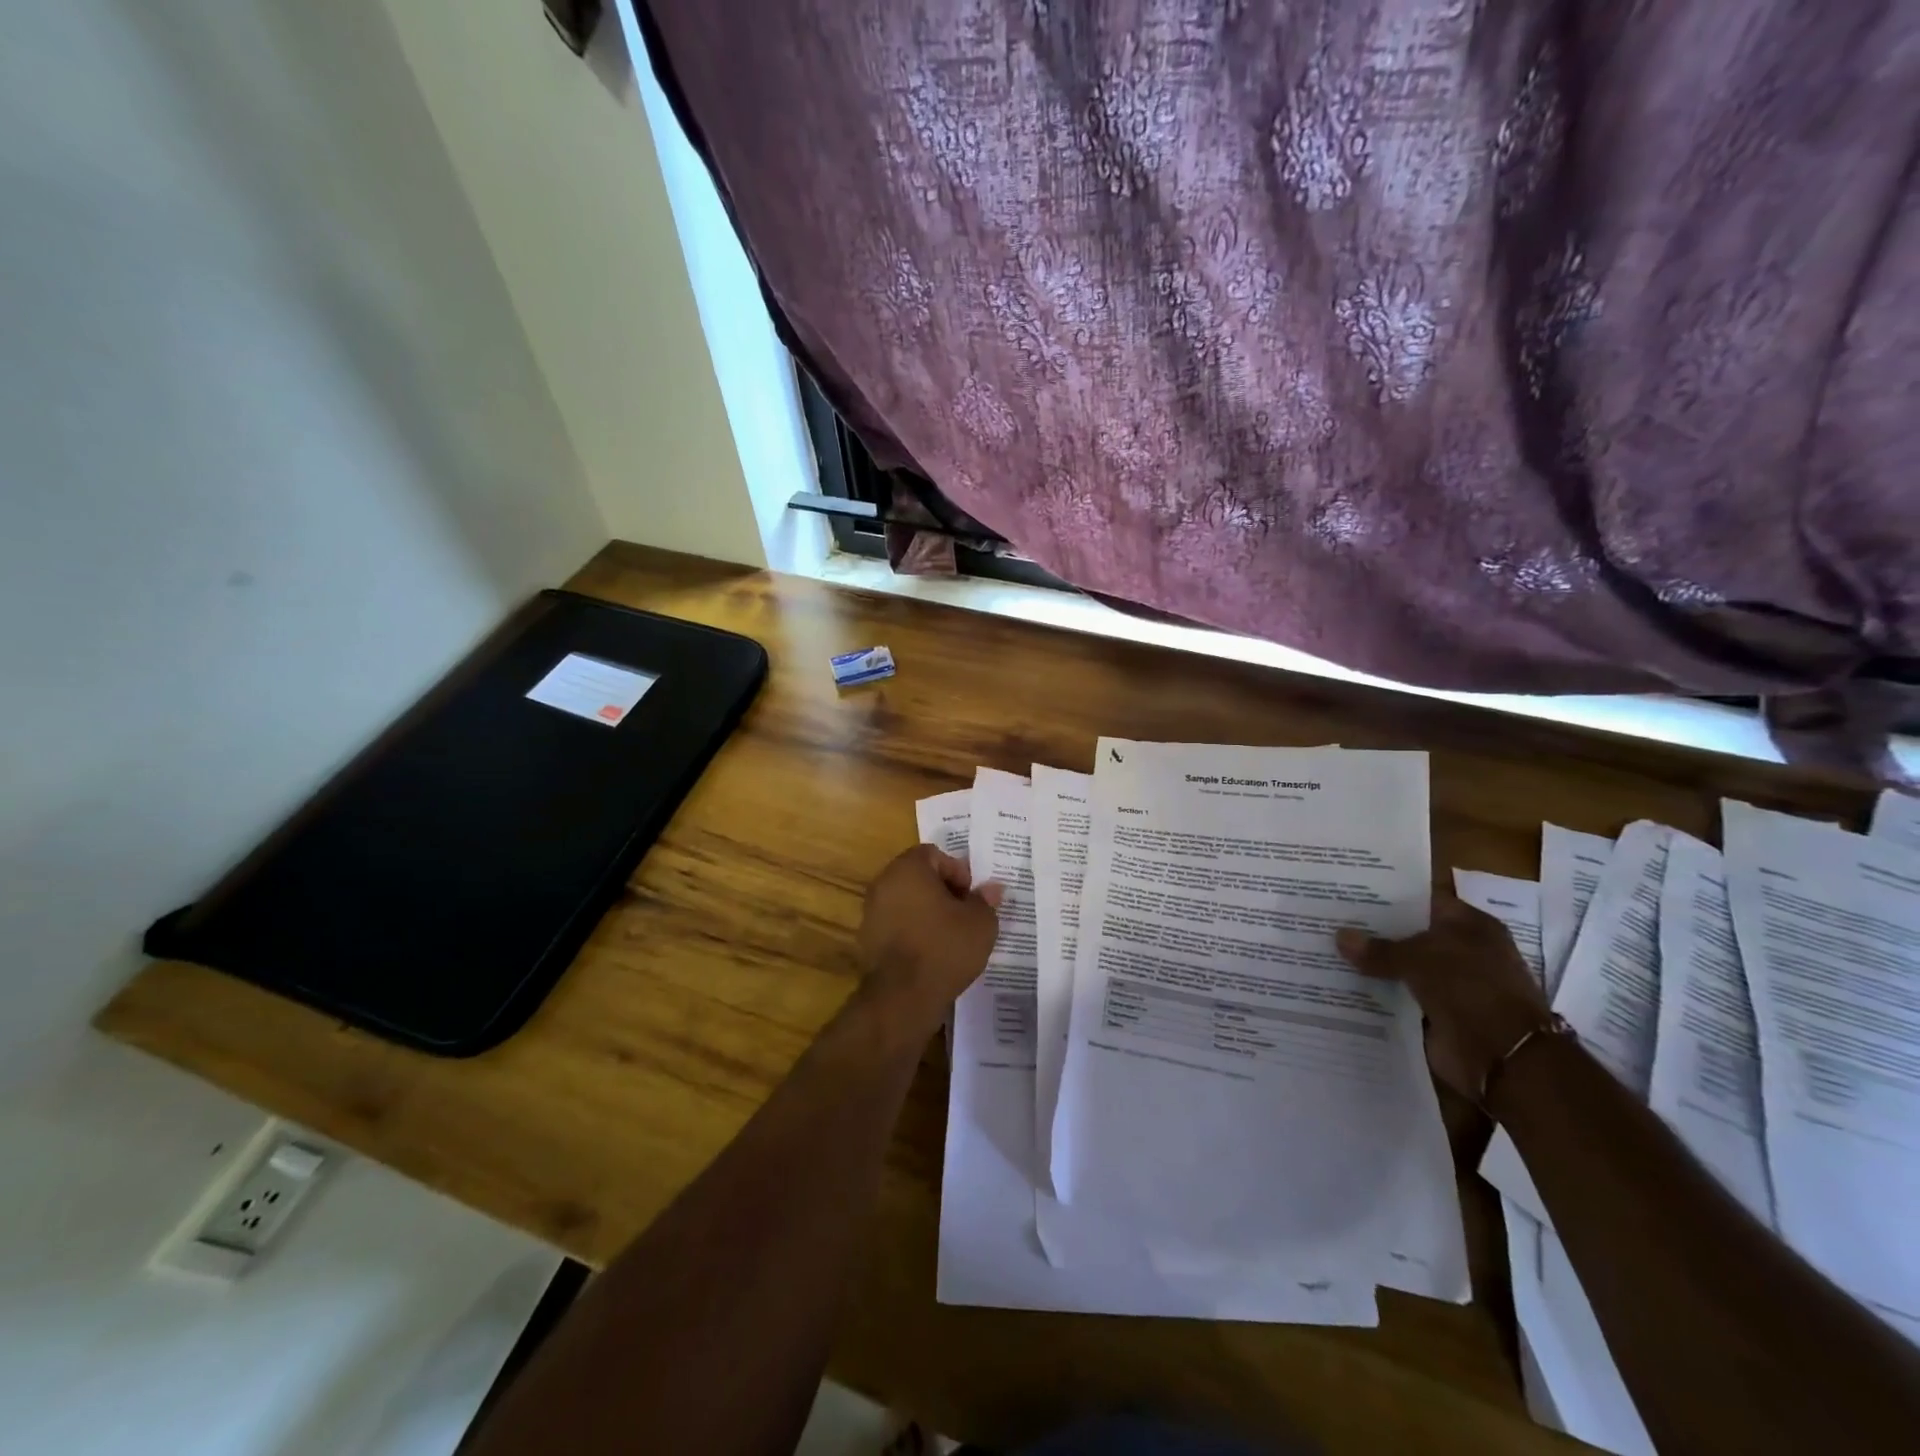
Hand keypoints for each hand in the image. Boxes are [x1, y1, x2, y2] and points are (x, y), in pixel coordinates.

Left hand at [855, 845, 1003, 1036]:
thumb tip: (992, 888)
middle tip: (965, 913)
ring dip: (927, 911)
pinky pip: (897, 923)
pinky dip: (913, 930)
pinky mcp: (868, 939)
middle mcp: (883, 883)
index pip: (934, 854)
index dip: (957, 871)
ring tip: (951, 934)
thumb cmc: (945, 947)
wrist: (903, 996)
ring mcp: (871, 911)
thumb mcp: (980, 922)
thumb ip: (985, 900)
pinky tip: (932, 951)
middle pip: (918, 876)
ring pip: (906, 900)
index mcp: (908, 868)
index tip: (971, 896)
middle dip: (943, 890)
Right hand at [1336, 895, 1551, 1098]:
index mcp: (1470, 925)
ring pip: (1403, 967)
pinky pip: (1401, 997)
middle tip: (1329, 920)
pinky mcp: (1439, 1014)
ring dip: (1374, 965)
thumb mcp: (1419, 958)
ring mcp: (1451, 985)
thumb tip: (1340, 936)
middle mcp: (1463, 951)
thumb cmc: (1470, 989)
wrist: (1503, 1057)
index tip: (1349, 894)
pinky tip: (1343, 984)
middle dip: (1374, 931)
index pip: (1422, 901)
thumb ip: (1379, 948)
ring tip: (1328, 950)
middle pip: (1410, 935)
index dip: (1388, 897)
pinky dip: (1379, 994)